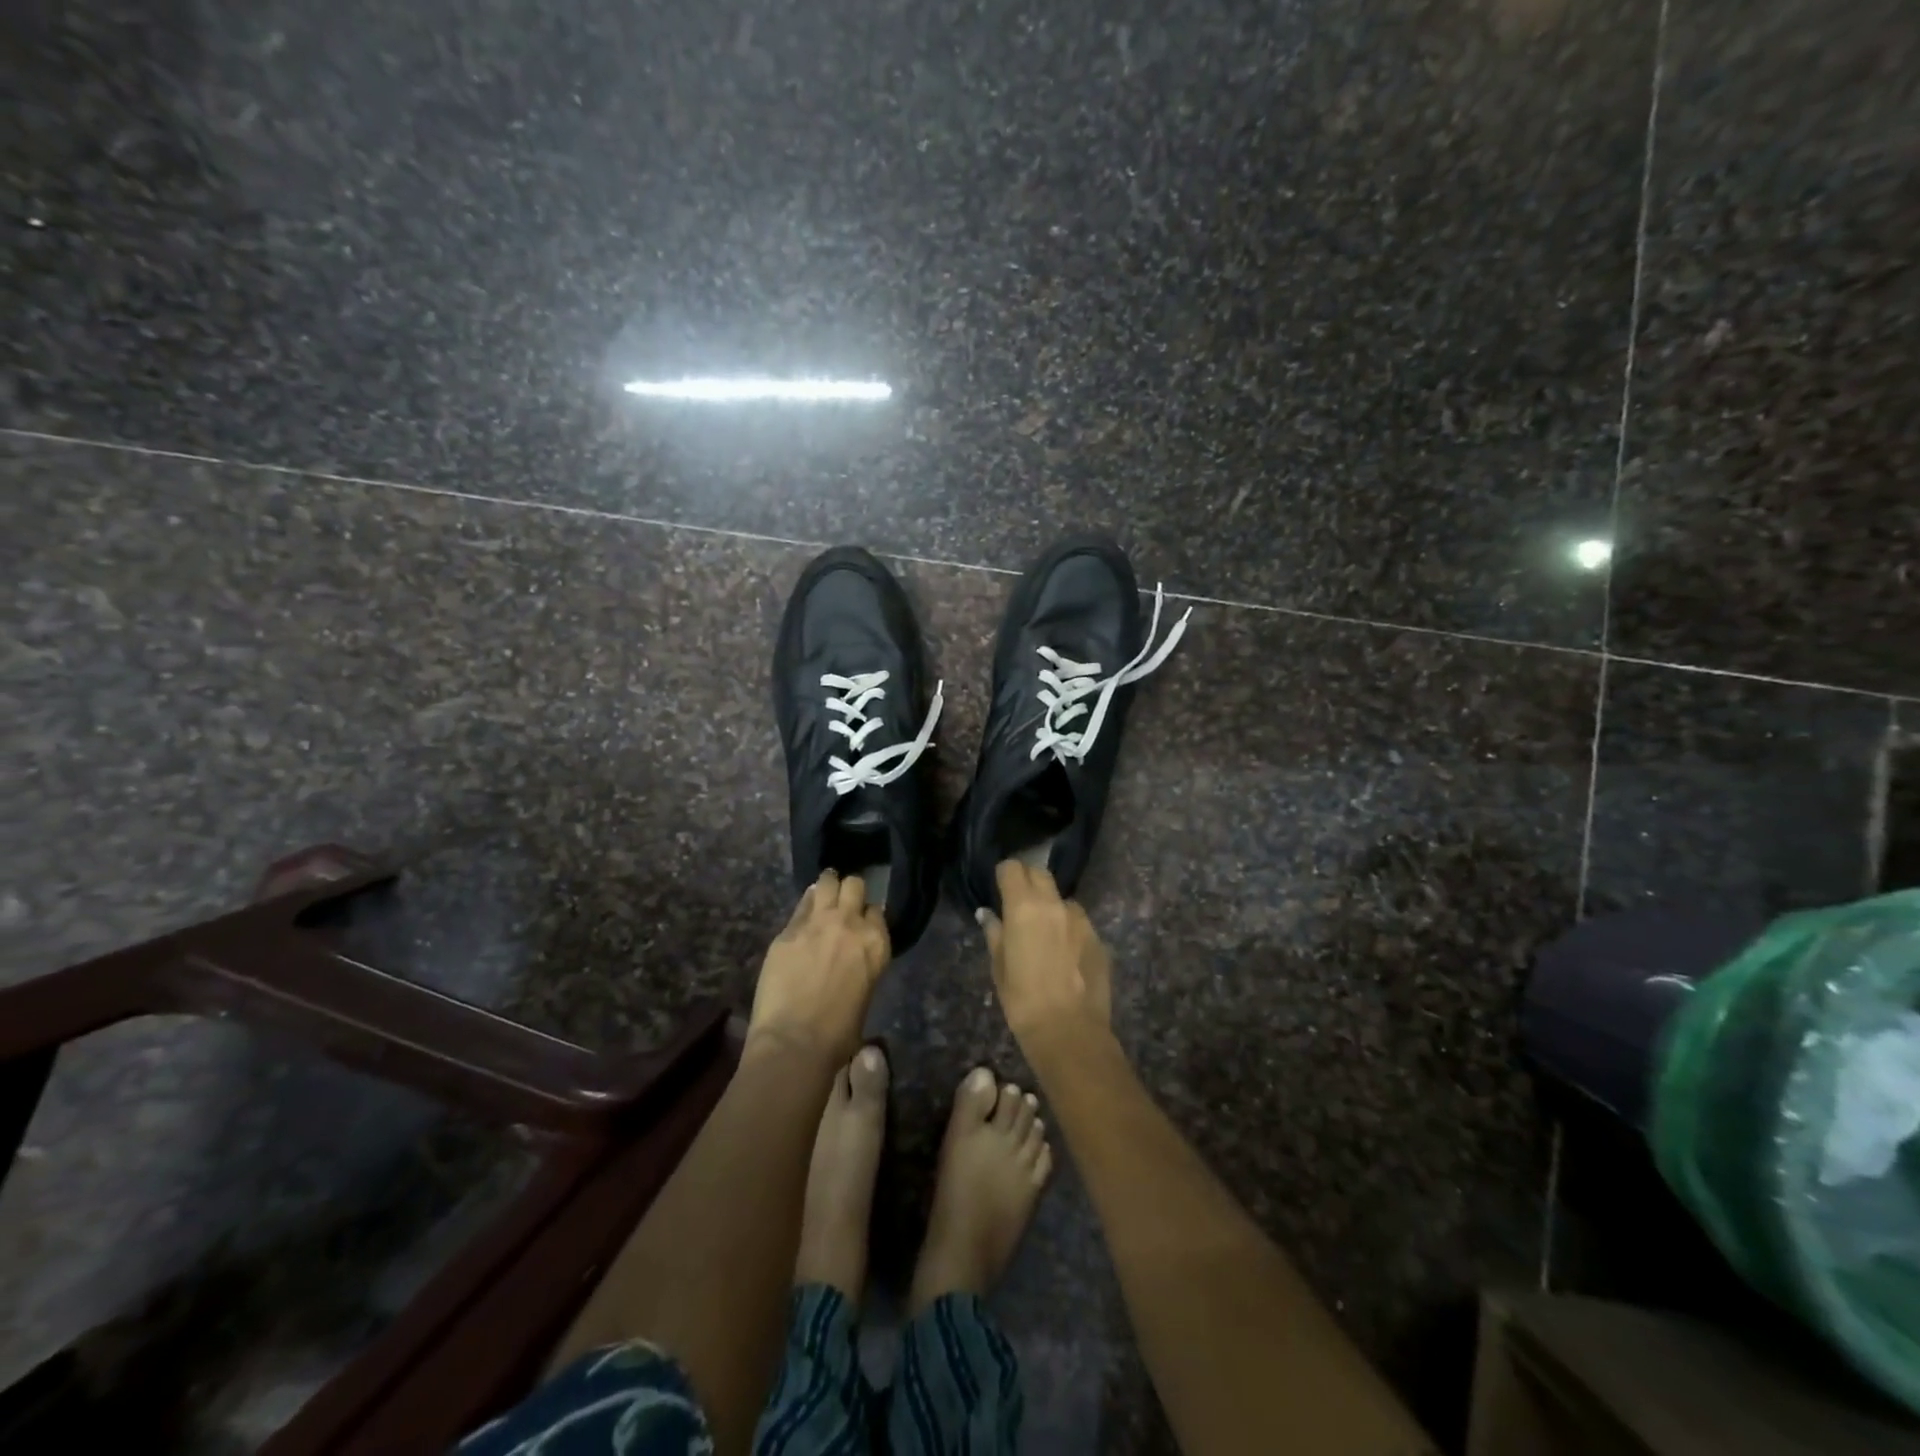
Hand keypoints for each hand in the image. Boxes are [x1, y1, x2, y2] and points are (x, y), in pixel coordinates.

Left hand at [749, 870, 890, 1058]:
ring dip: (828, 885)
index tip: (862, 920)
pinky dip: (806, 903)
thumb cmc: (839, 1034)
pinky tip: (804, 909)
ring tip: (824, 891)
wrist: (796, 1042)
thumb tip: (852, 957)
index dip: (868, 915)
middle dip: (850, 891)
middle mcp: (850, 923)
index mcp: (876, 942)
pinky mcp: (789, 929)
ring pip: (828, 882)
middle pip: (855, 885)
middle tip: (843, 901)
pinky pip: (801, 905)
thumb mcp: (865, 992)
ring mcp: (817, 922)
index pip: (876, 910)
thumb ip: (863, 963)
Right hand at [978, 860, 1112, 1050]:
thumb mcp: (999, 967)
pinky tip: (1065, 954)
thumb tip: (988, 914)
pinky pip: (1079, 922)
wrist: (1069, 1030)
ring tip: (1045, 934)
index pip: (1012, 868)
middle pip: (1040, 873)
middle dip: (1028, 881)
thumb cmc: (1022, 1000)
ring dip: (1051, 906)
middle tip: (1019, 905)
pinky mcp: (1098, 937)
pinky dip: (1069, 928)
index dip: (1004, 875)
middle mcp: (1054, 904)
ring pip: (1062, 898)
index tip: (999, 889)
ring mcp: (1080, 919)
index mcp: (1023, 907)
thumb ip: (995, 933)